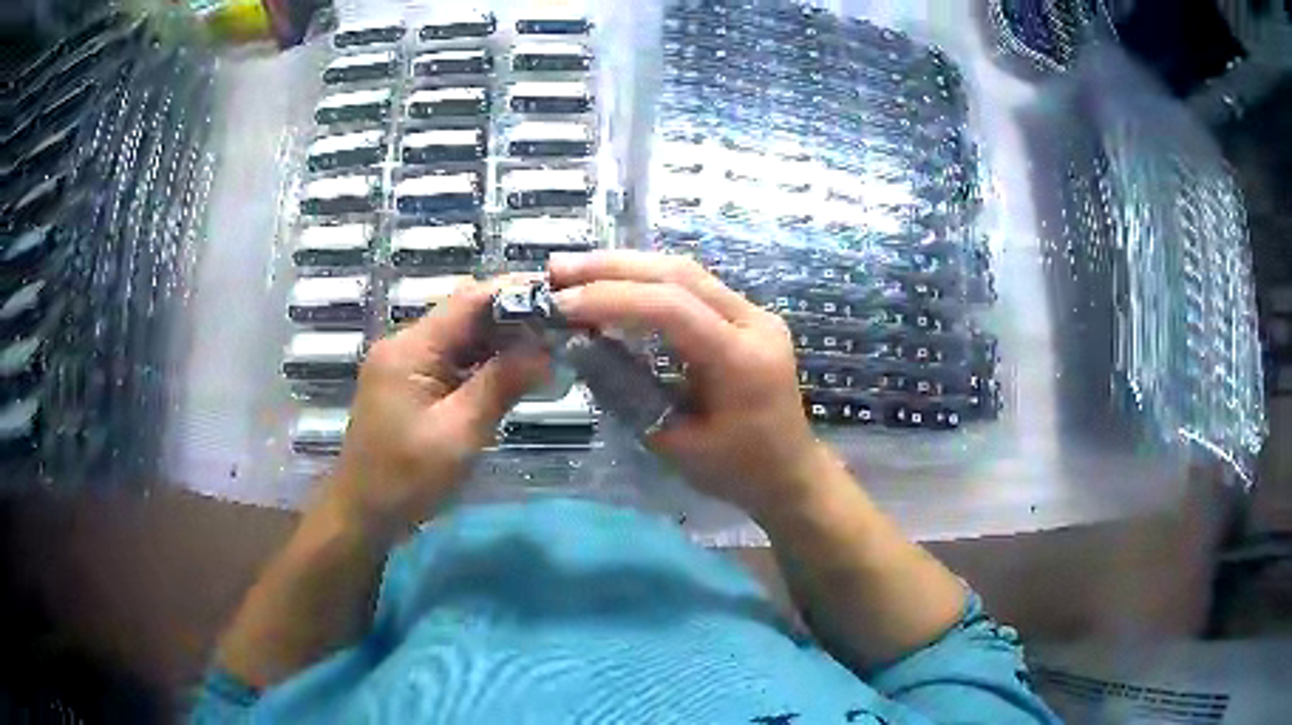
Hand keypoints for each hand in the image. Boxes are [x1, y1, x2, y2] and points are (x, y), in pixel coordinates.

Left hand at [321, 279, 549, 544]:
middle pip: (464, 314)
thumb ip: (501, 385)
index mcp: (410, 349)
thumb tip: (547, 349)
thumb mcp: (460, 433)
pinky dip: (482, 363)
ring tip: (548, 348)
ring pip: (460, 338)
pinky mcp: (408, 384)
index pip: (469, 300)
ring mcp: (404, 364)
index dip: (516, 292)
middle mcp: (404, 345)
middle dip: (513, 317)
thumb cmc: (406, 479)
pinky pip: (451, 361)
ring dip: (500, 341)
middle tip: (562, 328)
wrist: (362, 514)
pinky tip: (513, 373)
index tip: (561, 298)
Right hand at [548, 251, 829, 518]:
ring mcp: (755, 314)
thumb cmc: (737, 471)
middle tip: (557, 269)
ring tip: (576, 271)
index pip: (672, 308)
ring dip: (627, 267)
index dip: (611, 299)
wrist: (791, 473)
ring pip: (687, 272)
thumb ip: (628, 393)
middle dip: (613, 267)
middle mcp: (755, 322)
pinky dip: (648, 282)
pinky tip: (615, 285)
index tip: (560, 304)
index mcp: (742, 360)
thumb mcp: (674, 445)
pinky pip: (694, 287)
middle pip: (679, 273)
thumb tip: (581, 347)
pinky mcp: (747, 316)